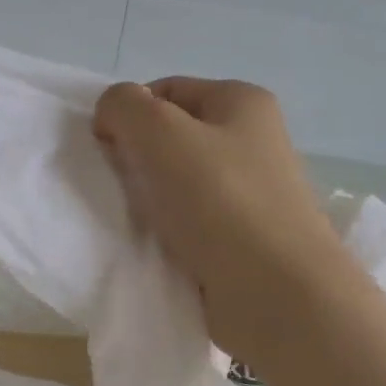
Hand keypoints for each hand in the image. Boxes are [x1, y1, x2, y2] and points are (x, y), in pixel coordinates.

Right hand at [93, 77, 350, 364]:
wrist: (278, 295)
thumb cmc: (221, 202)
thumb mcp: (161, 135)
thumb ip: (124, 107)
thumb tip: (112, 115)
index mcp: (241, 102)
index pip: (166, 91)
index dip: (129, 114)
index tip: (107, 151)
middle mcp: (253, 141)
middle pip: (173, 138)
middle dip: (139, 159)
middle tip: (122, 189)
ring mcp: (253, 193)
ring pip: (180, 184)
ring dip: (152, 201)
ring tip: (139, 223)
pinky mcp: (246, 238)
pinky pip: (193, 223)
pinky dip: (171, 232)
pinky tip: (159, 248)